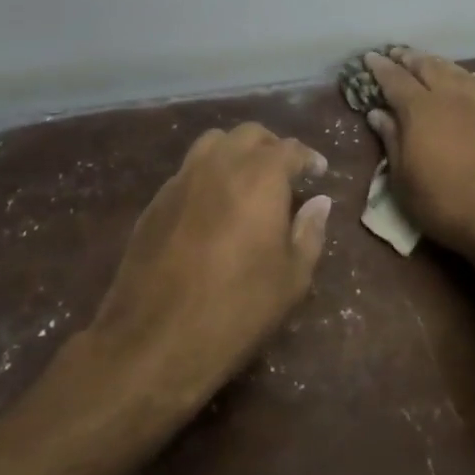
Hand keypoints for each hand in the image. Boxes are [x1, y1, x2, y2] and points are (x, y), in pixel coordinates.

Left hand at [87, 123, 331, 403]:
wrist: (155, 340)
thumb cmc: (237, 309)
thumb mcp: (291, 279)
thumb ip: (309, 232)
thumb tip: (319, 202)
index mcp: (260, 176)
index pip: (290, 149)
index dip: (308, 158)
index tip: (318, 171)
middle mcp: (220, 164)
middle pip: (250, 134)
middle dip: (272, 147)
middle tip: (285, 174)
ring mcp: (182, 179)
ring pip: (213, 143)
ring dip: (236, 153)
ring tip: (247, 181)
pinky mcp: (156, 201)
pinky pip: (188, 171)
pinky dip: (208, 175)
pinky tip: (213, 206)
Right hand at [363, 49, 474, 259]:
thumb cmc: (443, 202)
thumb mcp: (403, 180)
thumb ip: (391, 140)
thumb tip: (377, 113)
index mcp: (420, 110)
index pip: (395, 79)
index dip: (380, 67)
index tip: (369, 57)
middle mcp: (449, 97)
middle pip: (427, 66)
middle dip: (408, 58)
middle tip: (394, 53)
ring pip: (453, 70)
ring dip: (434, 62)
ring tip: (423, 61)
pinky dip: (460, 75)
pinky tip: (459, 79)